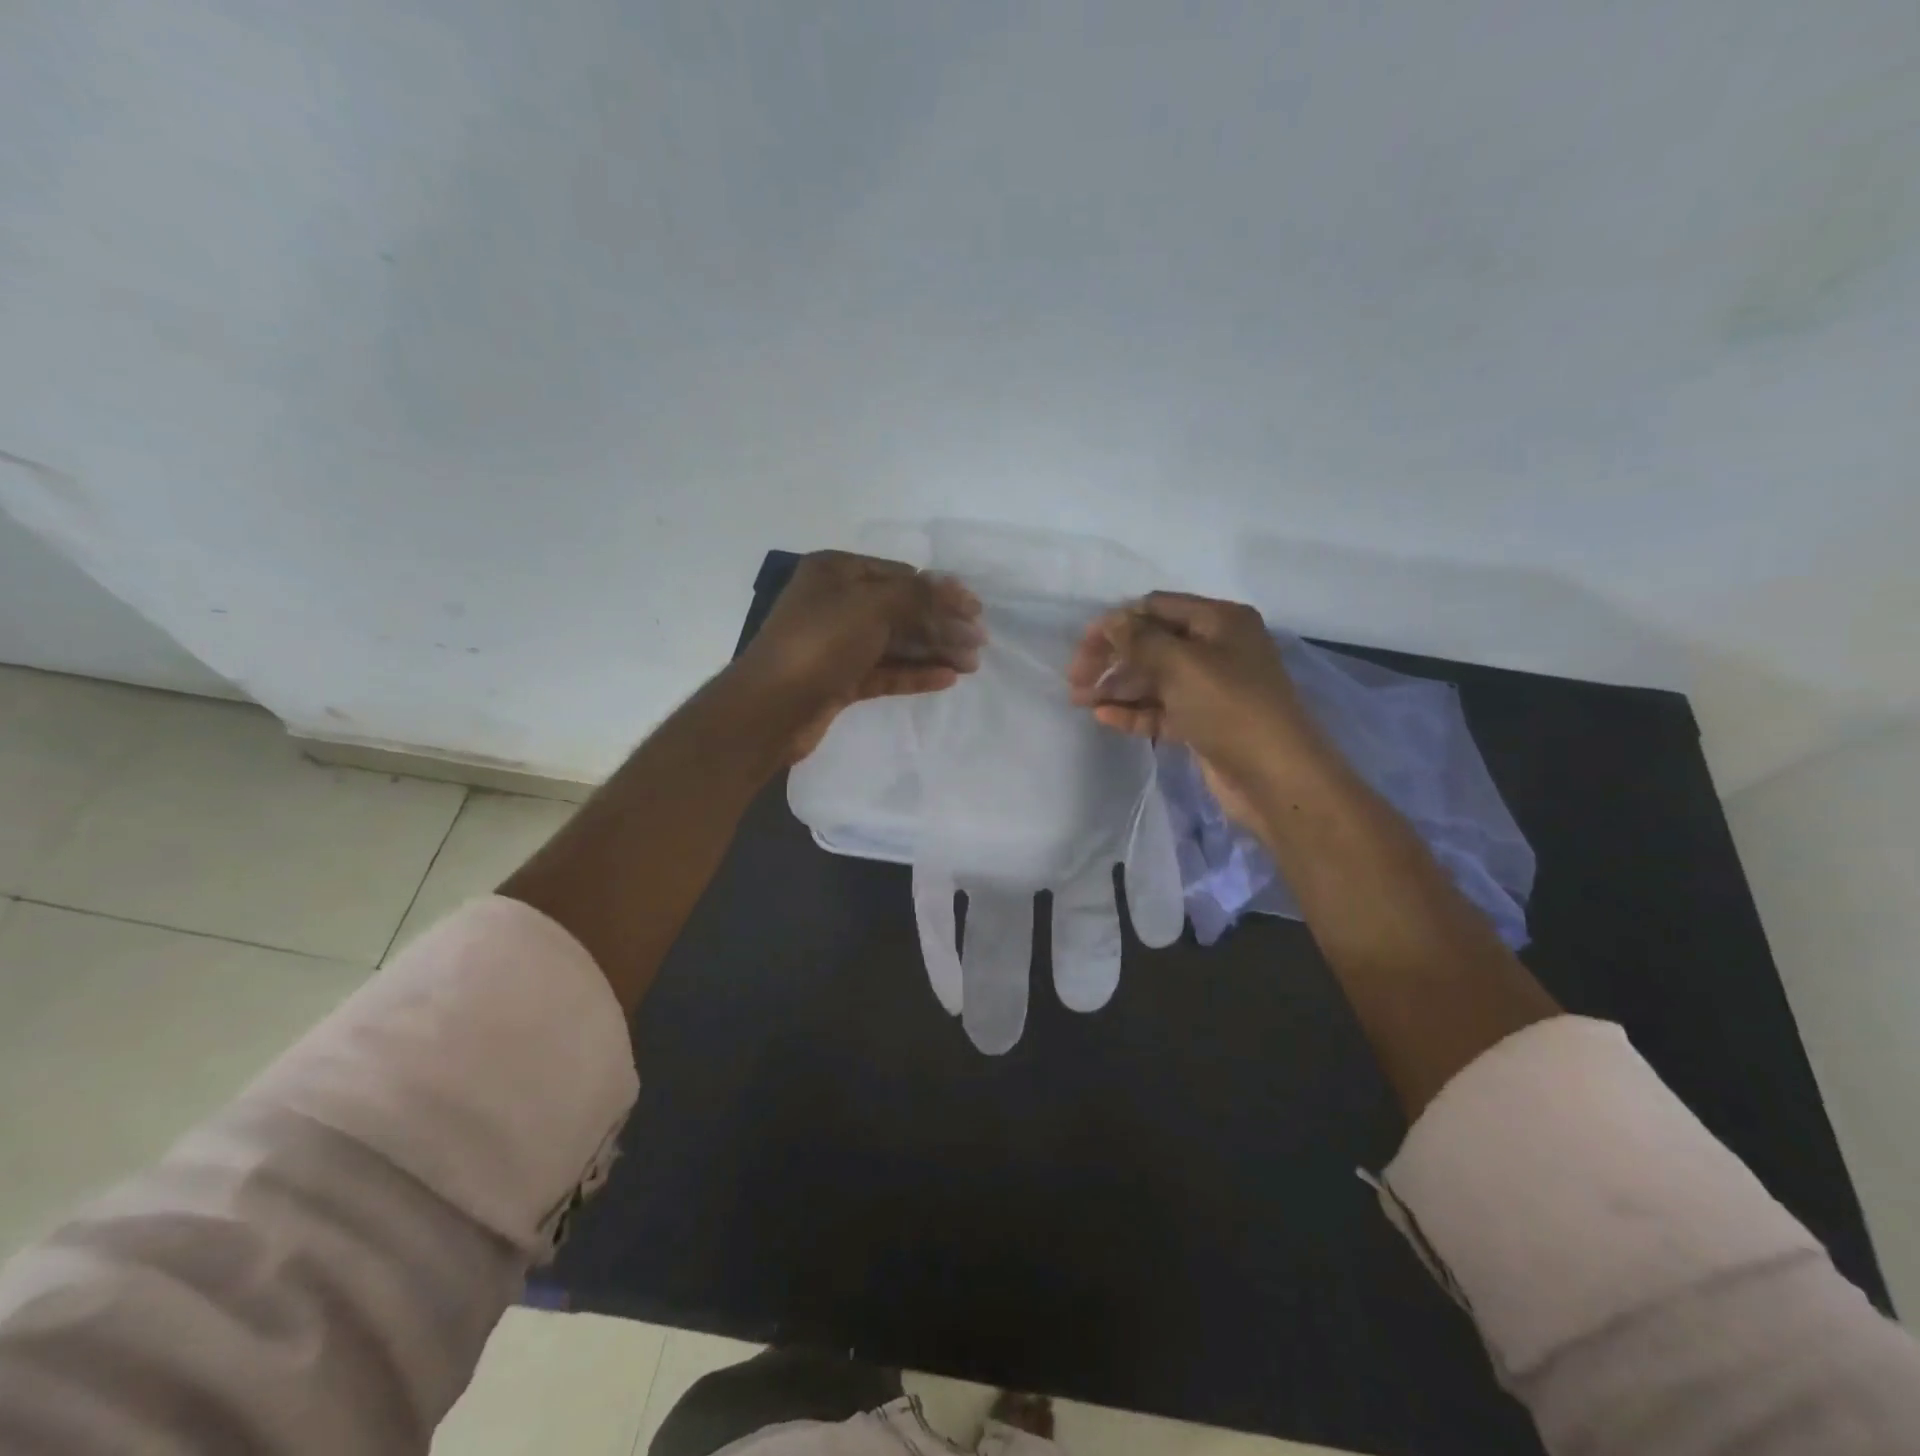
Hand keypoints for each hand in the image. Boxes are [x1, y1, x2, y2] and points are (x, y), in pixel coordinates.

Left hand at [732, 550, 984, 762]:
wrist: (771, 708)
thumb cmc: (820, 643)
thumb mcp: (872, 605)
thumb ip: (919, 595)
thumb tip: (956, 589)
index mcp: (836, 572)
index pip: (900, 575)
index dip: (940, 591)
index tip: (975, 610)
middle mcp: (836, 603)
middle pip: (901, 610)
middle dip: (941, 625)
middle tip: (979, 644)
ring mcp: (837, 644)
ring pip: (895, 643)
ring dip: (933, 651)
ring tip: (971, 665)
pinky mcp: (840, 680)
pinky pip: (885, 671)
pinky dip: (914, 673)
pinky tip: (946, 679)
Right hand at [1066, 592, 1326, 828]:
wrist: (1276, 777)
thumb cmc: (1231, 708)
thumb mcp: (1182, 664)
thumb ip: (1139, 640)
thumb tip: (1109, 621)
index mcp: (1219, 621)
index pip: (1156, 608)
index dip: (1116, 622)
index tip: (1082, 646)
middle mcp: (1216, 648)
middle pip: (1151, 643)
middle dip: (1113, 658)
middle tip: (1076, 680)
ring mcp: (1210, 688)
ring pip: (1153, 679)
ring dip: (1117, 687)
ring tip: (1080, 702)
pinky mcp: (1203, 722)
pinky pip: (1161, 710)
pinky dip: (1133, 712)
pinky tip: (1104, 718)